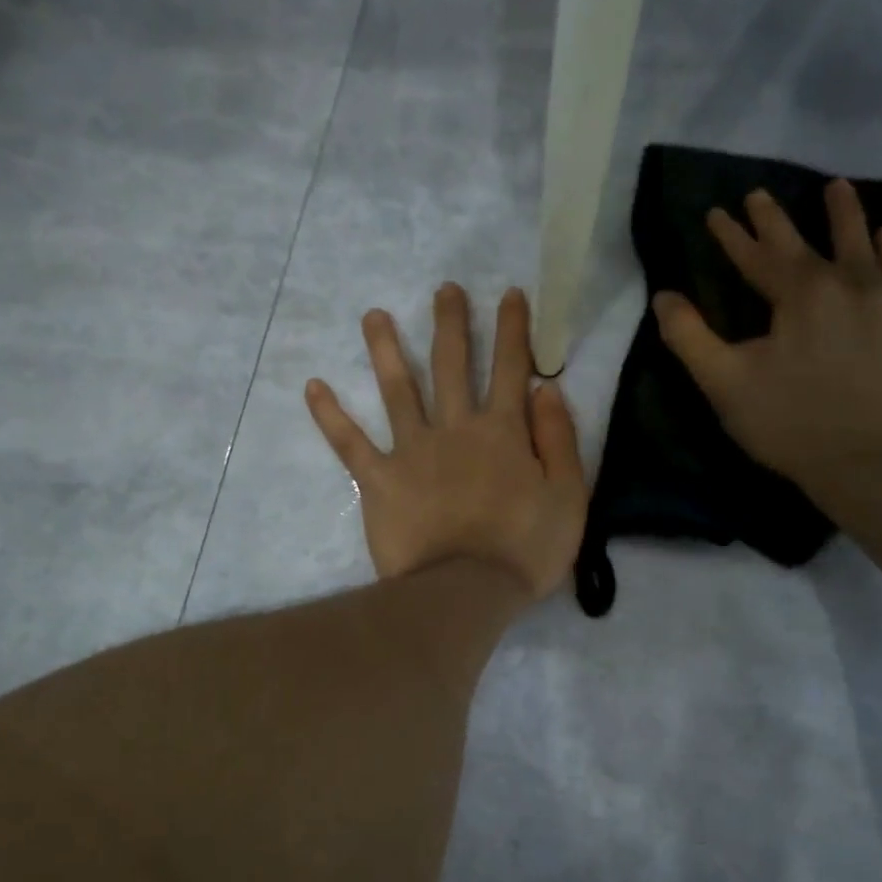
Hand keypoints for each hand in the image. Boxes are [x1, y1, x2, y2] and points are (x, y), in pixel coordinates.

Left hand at [305, 284, 588, 601]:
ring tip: (373, 316)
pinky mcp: (379, 479)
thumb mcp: (568, 496)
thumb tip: (547, 390)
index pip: (512, 369)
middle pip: (453, 366)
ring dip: (386, 350)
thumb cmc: (525, 550)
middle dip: (451, 324)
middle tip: (444, 289)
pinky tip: (312, 386)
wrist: (465, 592)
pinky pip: (350, 443)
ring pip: (398, 390)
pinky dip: (330, 415)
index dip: (513, 330)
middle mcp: (455, 428)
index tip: (509, 294)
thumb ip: (560, 440)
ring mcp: (412, 451)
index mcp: (503, 432)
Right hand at [653, 179, 881, 487]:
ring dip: (847, 216)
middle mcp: (846, 285)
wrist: (867, 462)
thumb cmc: (788, 422)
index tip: (715, 212)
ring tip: (838, 188)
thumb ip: (689, 336)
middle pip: (807, 242)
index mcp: (798, 295)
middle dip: (777, 219)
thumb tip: (664, 296)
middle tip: (760, 193)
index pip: (757, 256)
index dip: (732, 235)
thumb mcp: (724, 382)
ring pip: (865, 246)